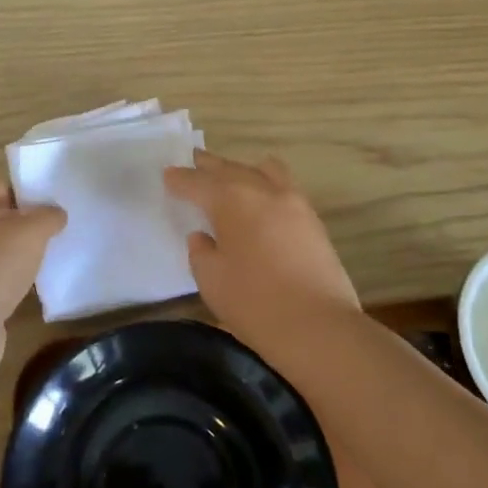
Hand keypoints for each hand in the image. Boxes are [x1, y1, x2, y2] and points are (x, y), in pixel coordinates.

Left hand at [0, 181, 65, 366]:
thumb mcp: (31, 233)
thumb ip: (48, 216)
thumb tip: (56, 214)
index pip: (1, 187)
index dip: (28, 193)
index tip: (54, 206)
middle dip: (24, 226)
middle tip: (54, 234)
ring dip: (16, 255)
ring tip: (45, 261)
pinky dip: (6, 281)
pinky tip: (26, 289)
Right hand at [163, 150, 360, 339]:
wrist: (319, 327)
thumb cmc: (254, 303)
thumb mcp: (211, 280)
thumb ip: (201, 252)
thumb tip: (203, 238)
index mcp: (231, 200)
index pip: (198, 183)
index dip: (180, 179)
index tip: (167, 175)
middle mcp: (262, 190)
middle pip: (230, 169)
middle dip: (209, 166)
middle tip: (194, 160)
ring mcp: (294, 203)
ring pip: (264, 171)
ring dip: (243, 170)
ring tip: (232, 176)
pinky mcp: (314, 221)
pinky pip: (284, 188)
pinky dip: (267, 185)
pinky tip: (262, 201)